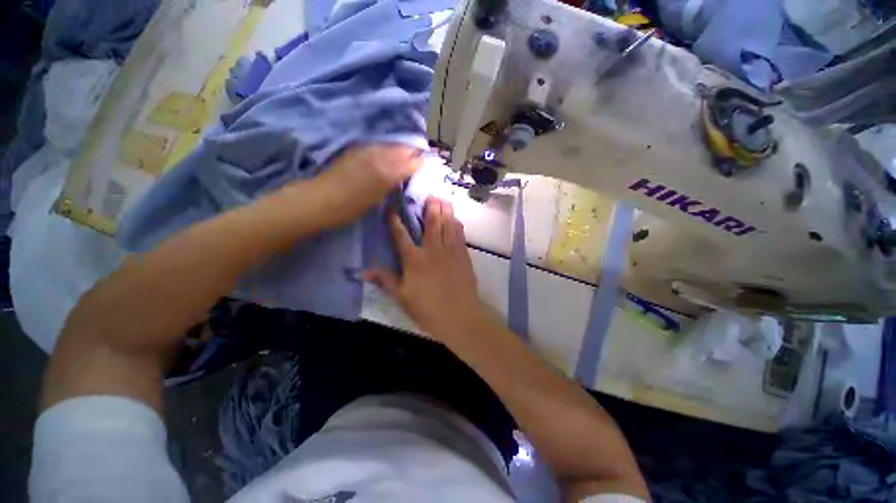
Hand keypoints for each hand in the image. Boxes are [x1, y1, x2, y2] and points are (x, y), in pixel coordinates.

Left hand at [312, 144, 422, 227]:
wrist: (321, 199)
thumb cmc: (352, 206)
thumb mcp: (379, 198)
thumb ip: (394, 181)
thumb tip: (406, 172)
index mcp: (388, 170)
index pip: (413, 160)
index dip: (421, 162)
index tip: (426, 166)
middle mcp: (380, 154)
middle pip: (404, 147)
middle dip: (414, 153)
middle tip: (418, 162)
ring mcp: (367, 149)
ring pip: (392, 144)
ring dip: (402, 150)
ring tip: (405, 159)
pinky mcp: (357, 148)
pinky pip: (380, 145)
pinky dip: (388, 150)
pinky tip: (388, 157)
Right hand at [364, 197, 493, 344]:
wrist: (459, 316)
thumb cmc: (427, 308)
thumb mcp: (402, 297)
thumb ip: (385, 280)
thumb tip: (364, 271)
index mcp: (414, 260)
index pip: (401, 236)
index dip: (394, 222)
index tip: (391, 208)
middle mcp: (432, 250)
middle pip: (431, 224)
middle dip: (429, 207)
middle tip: (430, 194)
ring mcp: (450, 251)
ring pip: (447, 225)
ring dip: (445, 211)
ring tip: (443, 199)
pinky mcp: (463, 256)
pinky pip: (460, 235)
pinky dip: (457, 225)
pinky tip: (456, 218)